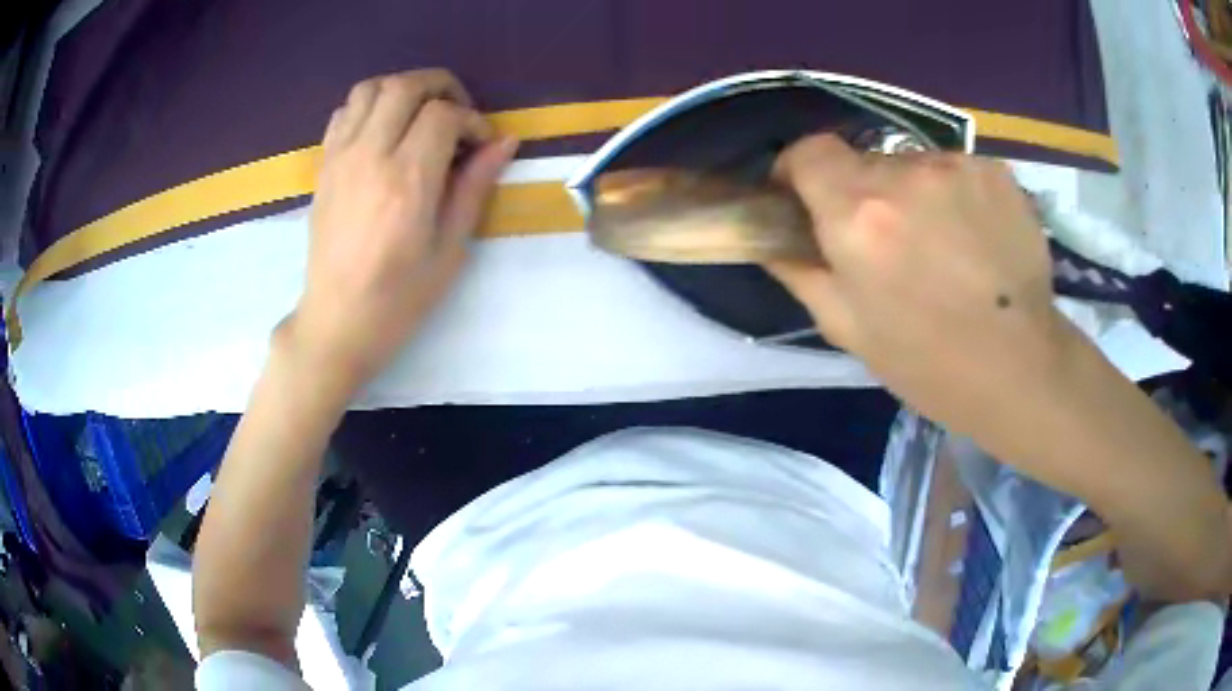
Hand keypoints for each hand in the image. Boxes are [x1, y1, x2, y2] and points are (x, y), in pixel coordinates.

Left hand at [283, 69, 517, 391]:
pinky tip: (385, 131)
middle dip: (441, 87)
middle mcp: (370, 156)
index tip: (481, 145)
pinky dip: (370, 106)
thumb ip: (474, 186)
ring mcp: (340, 158)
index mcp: (407, 180)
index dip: (472, 120)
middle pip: (405, 86)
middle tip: (458, 113)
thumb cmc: (400, 296)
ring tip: (420, 115)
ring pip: (371, 88)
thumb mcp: (450, 248)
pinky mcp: (324, 166)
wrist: (337, 321)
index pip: (443, 114)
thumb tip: (504, 142)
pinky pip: (345, 112)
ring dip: (403, 89)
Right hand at [768, 135, 1073, 434]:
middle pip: (865, 162)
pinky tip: (974, 240)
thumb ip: (800, 270)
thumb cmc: (927, 362)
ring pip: (914, 166)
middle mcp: (905, 174)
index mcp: (858, 214)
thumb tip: (773, 238)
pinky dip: (955, 196)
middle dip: (863, 194)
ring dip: (915, 195)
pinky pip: (957, 171)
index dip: (800, 171)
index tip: (807, 200)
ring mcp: (957, 167)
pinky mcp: (996, 172)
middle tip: (887, 243)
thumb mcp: (846, 327)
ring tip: (941, 247)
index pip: (808, 150)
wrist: (1019, 368)